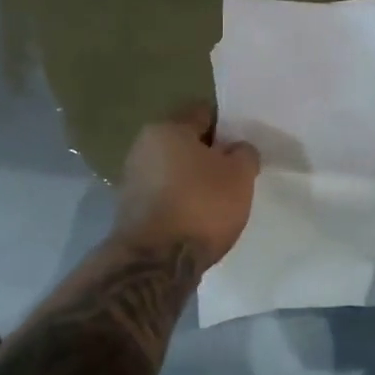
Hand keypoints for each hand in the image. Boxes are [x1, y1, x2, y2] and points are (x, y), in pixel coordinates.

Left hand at [114, 102, 260, 268]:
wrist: (156, 262)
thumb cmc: (201, 206)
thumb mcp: (239, 175)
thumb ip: (244, 154)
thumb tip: (236, 149)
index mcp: (167, 128)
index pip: (203, 112)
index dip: (227, 125)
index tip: (243, 145)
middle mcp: (142, 147)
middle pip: (186, 142)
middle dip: (210, 155)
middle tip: (235, 174)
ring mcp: (132, 179)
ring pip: (174, 170)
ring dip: (194, 180)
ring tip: (219, 201)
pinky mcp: (131, 209)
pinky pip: (165, 195)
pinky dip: (181, 202)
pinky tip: (198, 219)